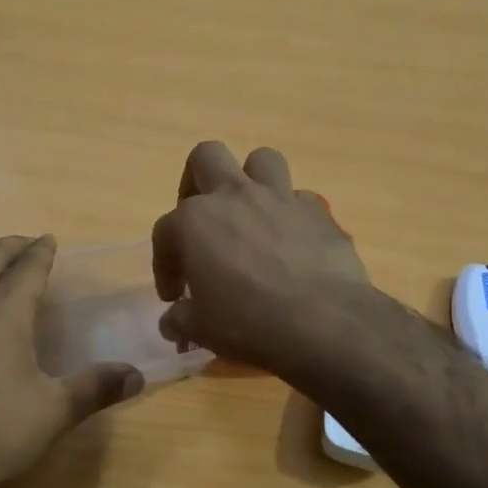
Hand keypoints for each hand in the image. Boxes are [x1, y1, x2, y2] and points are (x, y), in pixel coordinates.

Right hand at [151, 142, 372, 376]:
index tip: (175, 296)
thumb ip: (180, 319)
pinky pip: (299, 199)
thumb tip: (173, 322)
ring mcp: (280, 198)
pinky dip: (290, 215)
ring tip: (249, 214)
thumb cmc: (248, 323)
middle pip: (206, 158)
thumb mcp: (200, 329)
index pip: (164, 232)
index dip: (164, 265)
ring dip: (250, 181)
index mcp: (194, 221)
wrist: (323, 323)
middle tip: (201, 220)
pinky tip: (291, 244)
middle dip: (196, 182)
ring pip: (260, 161)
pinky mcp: (318, 212)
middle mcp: (234, 196)